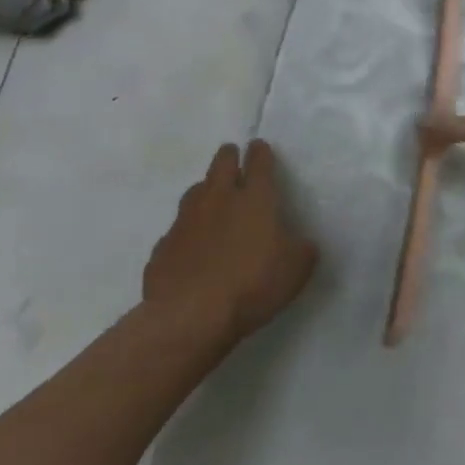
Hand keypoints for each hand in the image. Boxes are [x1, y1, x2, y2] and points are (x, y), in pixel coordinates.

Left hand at [144, 140, 317, 339]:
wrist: (189, 318)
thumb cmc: (253, 284)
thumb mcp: (297, 268)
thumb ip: (302, 248)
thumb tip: (299, 243)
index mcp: (255, 199)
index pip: (259, 163)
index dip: (261, 152)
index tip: (260, 146)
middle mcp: (219, 201)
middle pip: (221, 165)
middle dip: (228, 157)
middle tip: (232, 156)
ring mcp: (186, 223)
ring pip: (194, 192)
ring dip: (205, 189)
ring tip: (211, 196)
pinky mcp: (162, 249)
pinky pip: (176, 230)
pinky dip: (187, 230)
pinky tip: (191, 244)